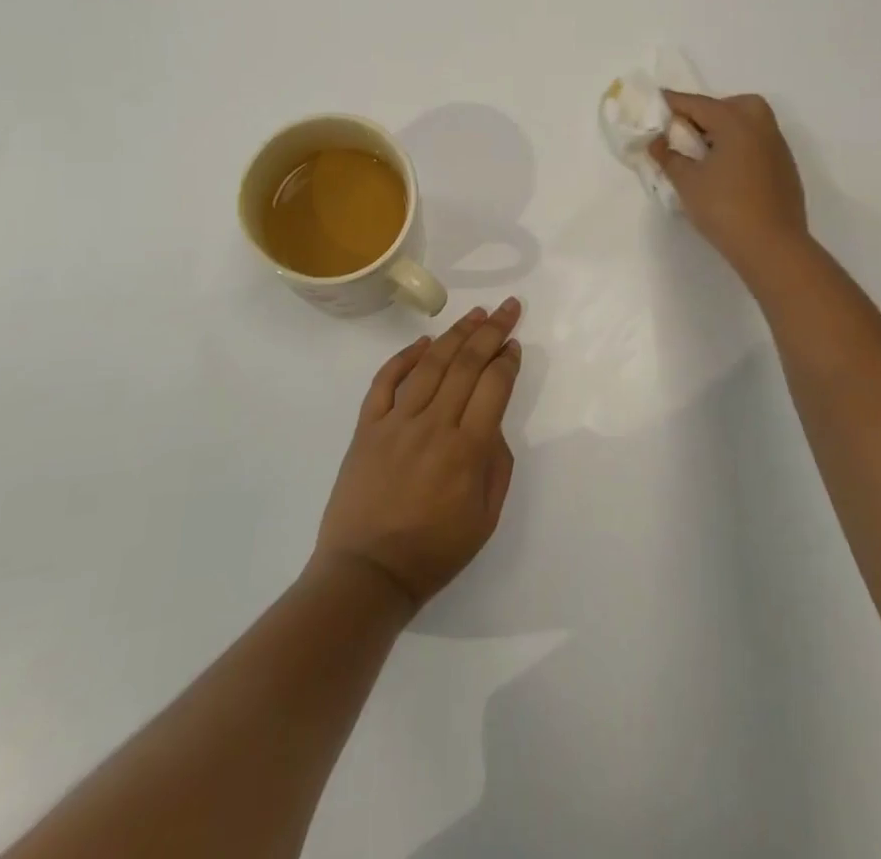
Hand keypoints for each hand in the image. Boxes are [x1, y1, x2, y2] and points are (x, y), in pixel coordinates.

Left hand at [313, 299, 522, 613]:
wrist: (366, 574)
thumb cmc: (433, 553)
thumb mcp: (485, 519)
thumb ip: (496, 464)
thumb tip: (490, 423)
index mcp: (466, 450)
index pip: (493, 386)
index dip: (507, 359)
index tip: (514, 343)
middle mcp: (433, 426)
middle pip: (466, 364)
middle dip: (490, 331)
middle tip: (507, 307)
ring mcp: (396, 423)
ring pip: (430, 365)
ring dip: (455, 334)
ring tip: (474, 313)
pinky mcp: (367, 427)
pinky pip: (385, 382)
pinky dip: (404, 358)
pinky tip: (422, 342)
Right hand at [649, 91, 808, 277]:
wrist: (772, 247)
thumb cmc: (724, 208)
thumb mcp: (687, 182)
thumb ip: (669, 157)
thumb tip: (657, 142)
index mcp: (735, 122)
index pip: (697, 104)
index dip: (673, 102)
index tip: (655, 101)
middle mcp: (760, 127)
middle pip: (732, 104)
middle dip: (708, 110)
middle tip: (688, 130)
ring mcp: (777, 148)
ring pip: (750, 122)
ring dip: (726, 127)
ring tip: (704, 151)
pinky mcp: (785, 169)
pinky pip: (759, 143)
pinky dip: (741, 145)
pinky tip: (726, 171)